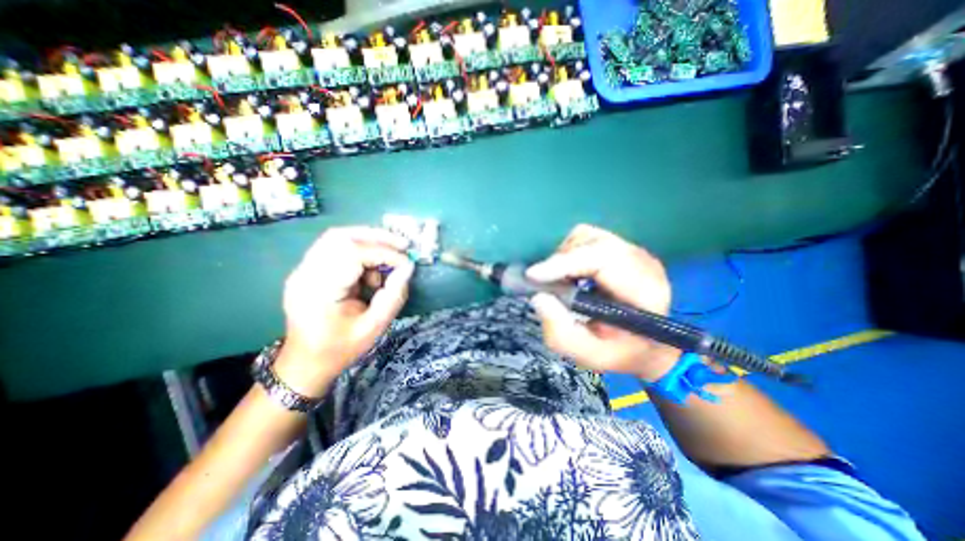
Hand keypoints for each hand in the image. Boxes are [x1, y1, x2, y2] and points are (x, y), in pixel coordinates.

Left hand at [278, 226, 417, 395]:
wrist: (305, 363)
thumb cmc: (339, 349)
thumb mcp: (374, 328)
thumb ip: (394, 296)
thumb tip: (408, 268)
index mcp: (319, 291)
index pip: (352, 254)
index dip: (384, 254)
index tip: (406, 263)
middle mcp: (305, 274)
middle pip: (340, 236)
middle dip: (376, 237)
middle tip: (402, 245)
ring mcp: (303, 270)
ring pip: (337, 238)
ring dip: (368, 242)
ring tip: (388, 260)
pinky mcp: (308, 270)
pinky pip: (335, 248)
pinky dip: (359, 252)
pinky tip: (371, 271)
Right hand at [528, 223, 676, 379]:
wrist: (645, 345)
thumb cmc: (619, 353)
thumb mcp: (588, 355)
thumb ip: (561, 333)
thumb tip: (539, 297)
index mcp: (645, 291)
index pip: (604, 259)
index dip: (565, 262)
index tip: (534, 275)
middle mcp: (643, 263)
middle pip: (593, 241)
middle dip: (561, 260)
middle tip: (545, 282)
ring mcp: (633, 251)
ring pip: (587, 236)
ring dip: (565, 256)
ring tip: (560, 280)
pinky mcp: (621, 248)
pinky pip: (587, 238)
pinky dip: (570, 253)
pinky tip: (571, 274)